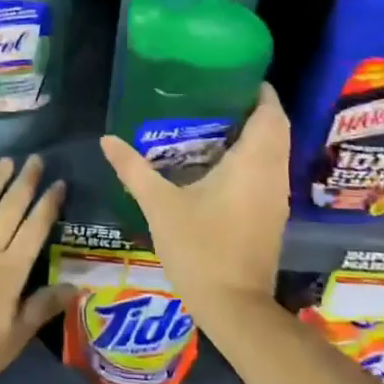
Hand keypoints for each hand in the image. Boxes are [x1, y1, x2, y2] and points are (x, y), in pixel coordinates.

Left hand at [0, 155, 70, 383]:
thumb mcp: (14, 337)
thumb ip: (43, 307)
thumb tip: (76, 286)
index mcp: (11, 269)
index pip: (35, 229)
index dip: (48, 204)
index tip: (59, 183)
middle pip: (10, 208)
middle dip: (25, 182)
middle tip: (35, 159)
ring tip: (6, 161)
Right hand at [99, 85, 290, 317]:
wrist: (233, 307)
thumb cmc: (200, 248)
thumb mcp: (160, 205)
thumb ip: (134, 169)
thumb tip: (107, 139)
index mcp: (253, 163)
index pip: (271, 114)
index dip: (260, 92)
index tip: (235, 76)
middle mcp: (273, 175)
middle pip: (276, 130)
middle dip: (254, 110)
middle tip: (216, 97)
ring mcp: (276, 198)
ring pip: (274, 153)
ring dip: (254, 135)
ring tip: (214, 123)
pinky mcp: (271, 217)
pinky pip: (268, 173)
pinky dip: (252, 159)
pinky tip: (218, 164)